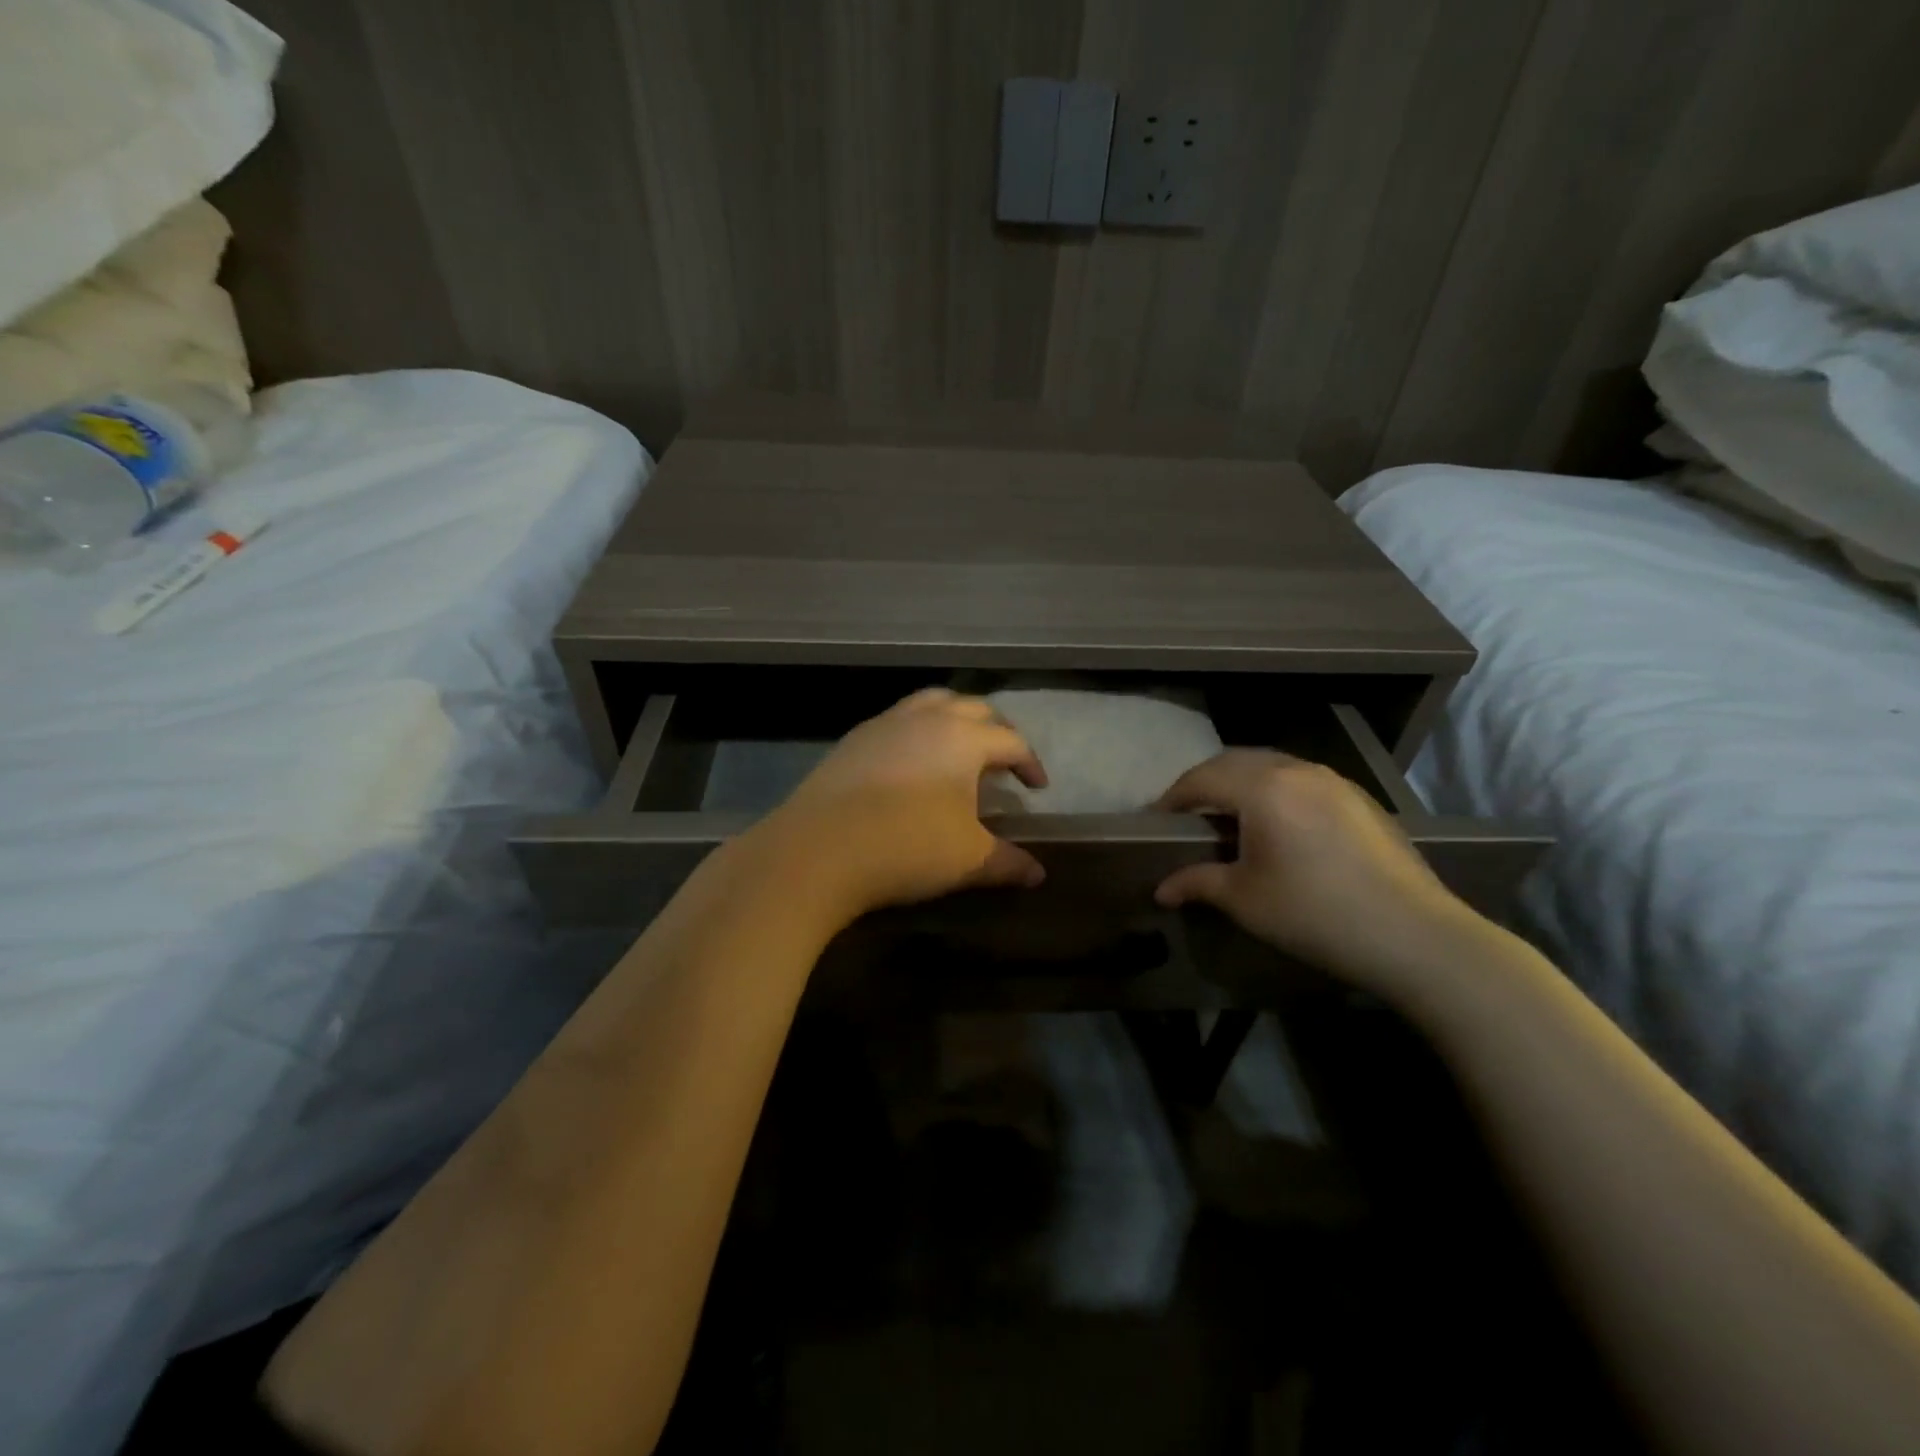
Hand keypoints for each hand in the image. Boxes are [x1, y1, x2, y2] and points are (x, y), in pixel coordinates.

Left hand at [756, 689, 1049, 919]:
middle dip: (996, 730)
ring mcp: (885, 723)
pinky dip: (918, 730)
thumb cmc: (907, 846)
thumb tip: (1039, 875)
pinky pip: (898, 720)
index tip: (1037, 788)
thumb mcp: (968, 859)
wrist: (819, 849)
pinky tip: (912, 763)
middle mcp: (927, 718)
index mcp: (963, 737)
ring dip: (954, 719)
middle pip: (974, 708)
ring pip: (932, 703)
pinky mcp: (854, 739)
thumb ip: (1009, 863)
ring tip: (959, 748)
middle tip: (1003, 760)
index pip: (1010, 740)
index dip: (1029, 763)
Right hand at [1153, 750, 1468, 996]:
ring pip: (1272, 766)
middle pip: (1235, 761)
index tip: (1155, 821)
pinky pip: (1302, 781)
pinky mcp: (1361, 800)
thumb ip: (1197, 883)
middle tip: (1187, 815)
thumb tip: (1161, 890)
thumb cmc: (1315, 913)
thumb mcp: (1245, 899)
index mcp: (1263, 787)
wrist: (1415, 935)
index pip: (1202, 778)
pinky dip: (1276, 792)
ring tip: (1229, 818)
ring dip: (1242, 783)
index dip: (1173, 797)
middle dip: (1205, 783)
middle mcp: (1297, 770)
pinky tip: (1279, 827)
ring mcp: (1335, 781)